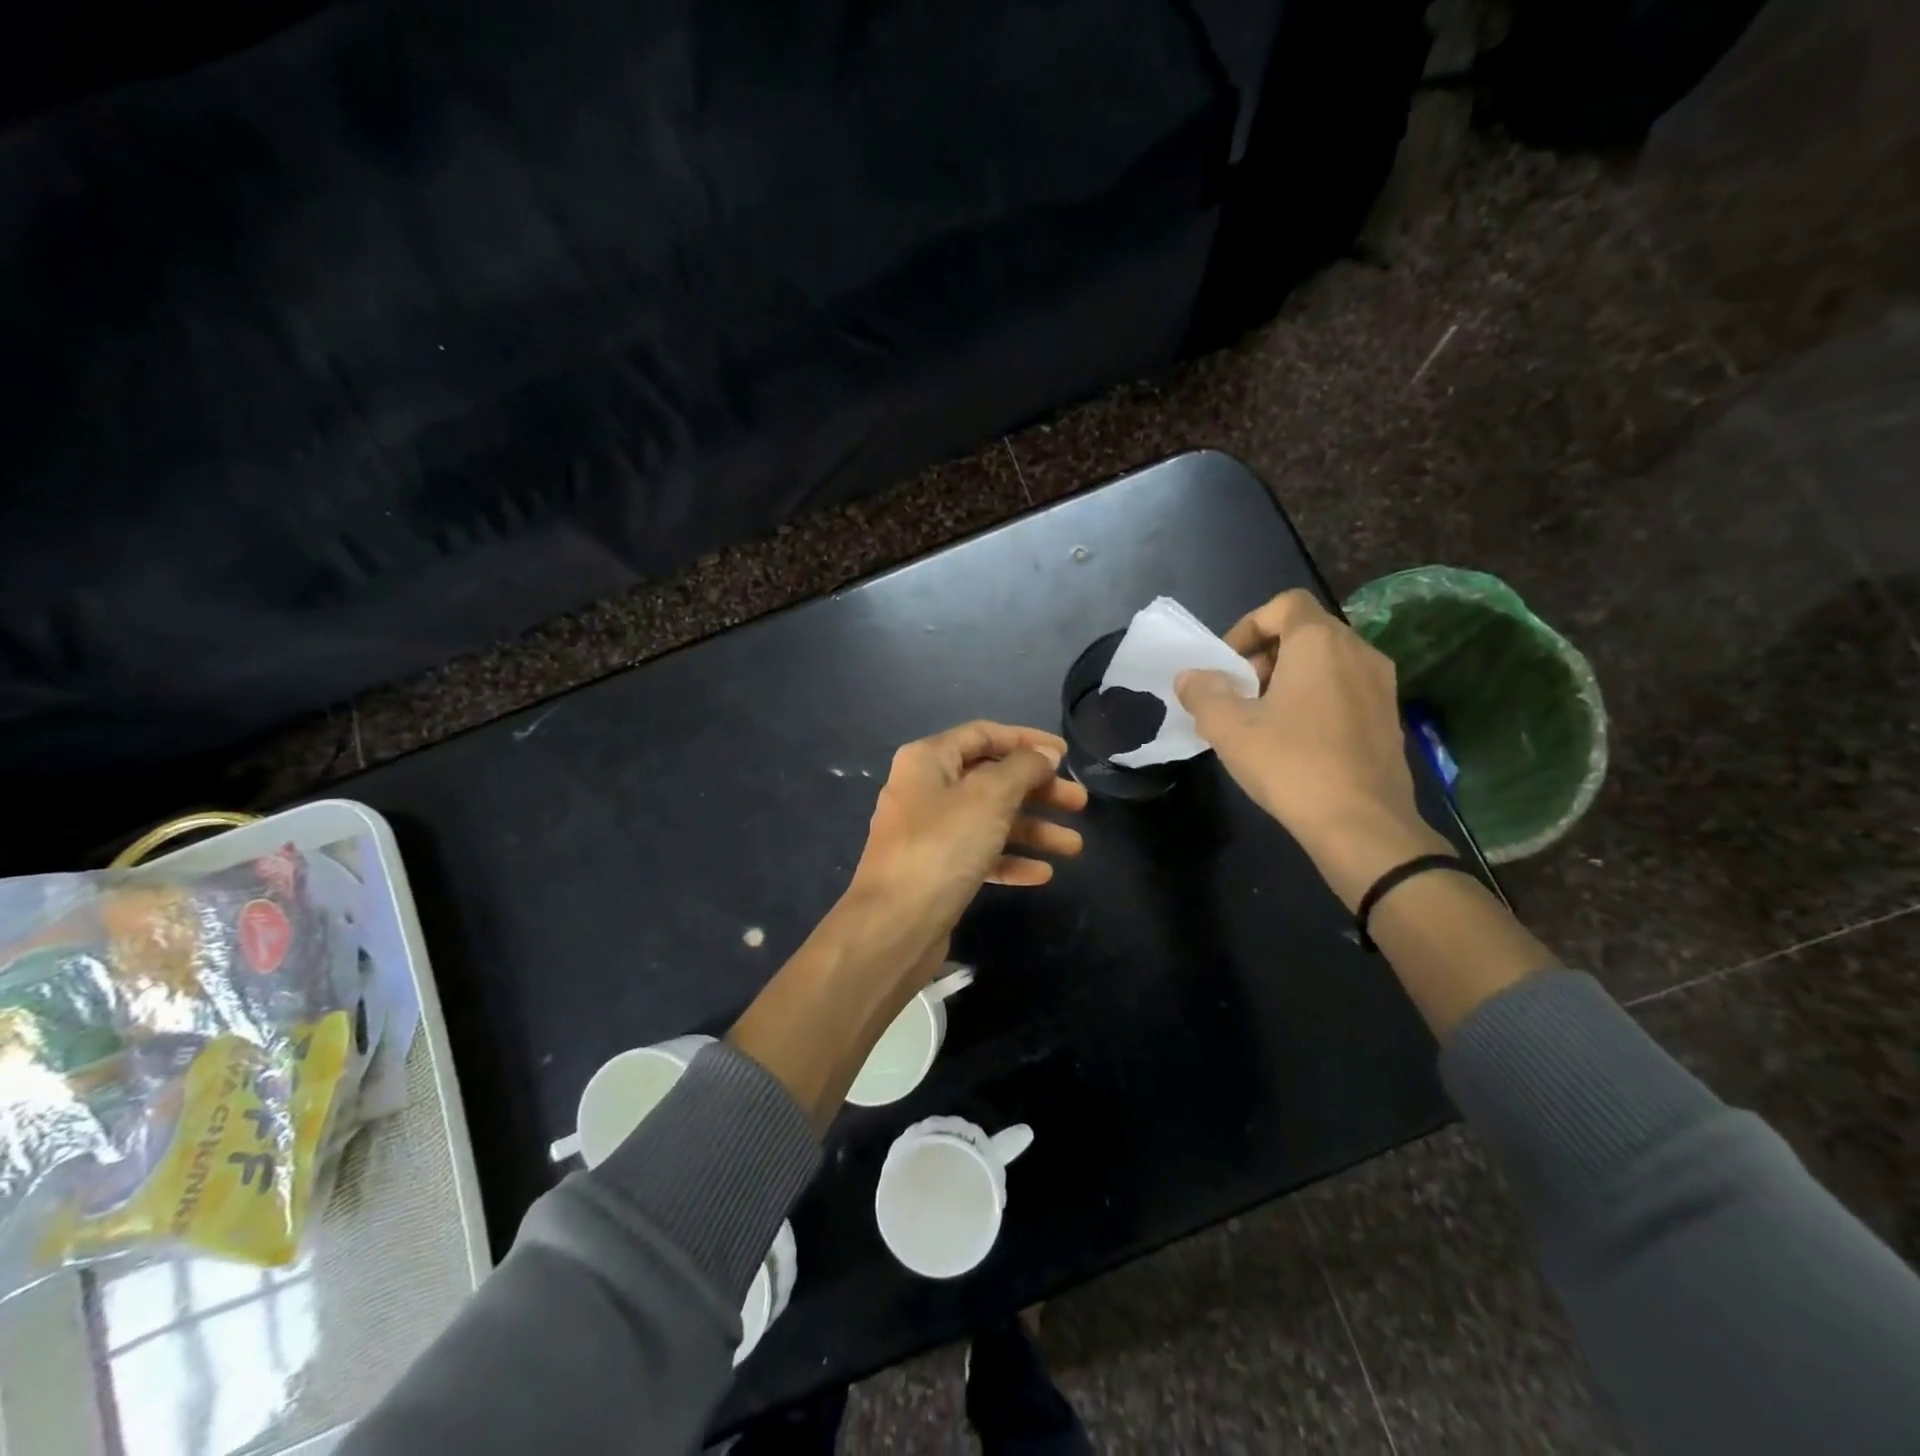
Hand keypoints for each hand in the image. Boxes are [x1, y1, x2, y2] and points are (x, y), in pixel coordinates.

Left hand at [847, 721, 1086, 974]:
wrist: (895, 924)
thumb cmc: (943, 846)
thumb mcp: (989, 797)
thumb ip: (1023, 768)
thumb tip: (1045, 754)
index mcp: (928, 760)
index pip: (984, 735)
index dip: (1026, 740)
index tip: (1064, 755)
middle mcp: (926, 790)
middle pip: (992, 779)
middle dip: (1038, 790)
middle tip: (1079, 803)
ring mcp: (929, 832)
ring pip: (990, 820)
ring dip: (1033, 829)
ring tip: (1074, 846)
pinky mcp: (937, 870)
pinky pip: (980, 854)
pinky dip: (1010, 859)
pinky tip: (1043, 874)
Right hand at [1176, 590, 1449, 907]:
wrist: (1362, 824)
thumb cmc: (1291, 765)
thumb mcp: (1229, 729)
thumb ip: (1203, 693)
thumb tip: (1191, 677)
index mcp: (1320, 643)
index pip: (1284, 604)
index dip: (1248, 626)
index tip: (1228, 665)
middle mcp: (1358, 652)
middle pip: (1305, 631)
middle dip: (1265, 655)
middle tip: (1240, 694)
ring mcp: (1381, 685)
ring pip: (1327, 661)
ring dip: (1290, 678)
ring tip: (1264, 719)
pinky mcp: (1390, 717)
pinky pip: (1345, 687)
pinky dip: (1316, 698)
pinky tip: (1297, 740)